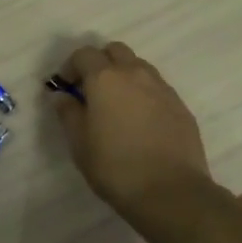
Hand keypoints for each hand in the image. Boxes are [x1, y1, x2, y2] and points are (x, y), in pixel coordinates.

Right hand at [51, 42, 210, 217]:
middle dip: (100, 62)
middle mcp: (135, 74)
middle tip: (91, 90)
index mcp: (105, 78)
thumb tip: (61, 96)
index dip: (70, 67)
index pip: (84, 54)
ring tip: (117, 105)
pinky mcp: (180, 106)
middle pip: (115, 51)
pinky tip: (140, 121)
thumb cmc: (114, 166)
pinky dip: (144, 94)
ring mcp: (162, 88)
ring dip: (124, 76)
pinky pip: (157, 88)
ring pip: (139, 67)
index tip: (66, 88)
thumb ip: (68, 113)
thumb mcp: (79, 142)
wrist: (170, 191)